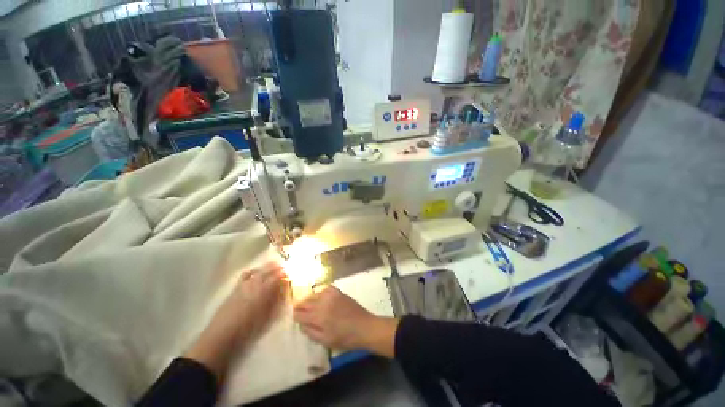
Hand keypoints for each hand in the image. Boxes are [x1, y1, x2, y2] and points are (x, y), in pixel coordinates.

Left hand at [222, 264, 288, 338]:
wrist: (221, 336)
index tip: (290, 275)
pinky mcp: (235, 288)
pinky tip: (257, 271)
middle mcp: (254, 283)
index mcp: (264, 290)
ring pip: (258, 270)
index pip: (278, 276)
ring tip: (274, 266)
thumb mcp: (268, 317)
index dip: (285, 274)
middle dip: (278, 268)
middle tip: (285, 268)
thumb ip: (277, 302)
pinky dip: (254, 270)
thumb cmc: (248, 329)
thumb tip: (284, 291)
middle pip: (268, 270)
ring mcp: (244, 284)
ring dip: (267, 267)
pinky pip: (246, 274)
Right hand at [293, 286, 398, 357]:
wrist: (364, 326)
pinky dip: (321, 293)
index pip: (300, 313)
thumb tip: (301, 324)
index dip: (296, 316)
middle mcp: (323, 302)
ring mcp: (331, 295)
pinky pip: (325, 289)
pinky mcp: (338, 292)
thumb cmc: (345, 338)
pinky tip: (323, 299)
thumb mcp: (325, 341)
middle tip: (301, 312)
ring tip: (311, 306)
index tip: (296, 318)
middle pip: (305, 301)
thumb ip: (311, 332)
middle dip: (301, 307)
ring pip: (314, 294)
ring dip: (310, 300)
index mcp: (318, 316)